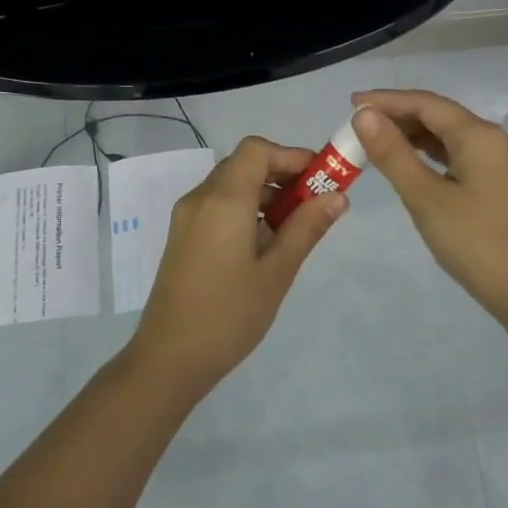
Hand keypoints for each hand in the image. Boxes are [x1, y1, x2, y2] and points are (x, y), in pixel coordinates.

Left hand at [127, 136, 346, 397]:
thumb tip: (338, 196)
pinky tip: (264, 243)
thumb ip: (306, 228)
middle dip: (282, 174)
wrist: (169, 358)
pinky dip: (245, 208)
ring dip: (265, 193)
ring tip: (294, 227)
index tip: (321, 179)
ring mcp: (187, 217)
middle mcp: (200, 198)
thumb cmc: (229, 315)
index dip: (291, 155)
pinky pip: (218, 205)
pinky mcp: (183, 236)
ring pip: (231, 185)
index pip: (257, 150)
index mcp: (223, 200)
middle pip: (244, 164)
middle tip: (314, 203)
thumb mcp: (276, 272)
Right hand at [350, 90, 507, 324]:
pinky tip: (409, 162)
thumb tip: (364, 115)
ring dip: (413, 135)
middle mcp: (494, 139)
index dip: (387, 100)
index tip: (350, 103)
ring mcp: (500, 162)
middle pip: (439, 115)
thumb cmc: (474, 242)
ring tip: (376, 141)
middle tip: (357, 125)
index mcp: (480, 135)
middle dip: (398, 116)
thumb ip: (393, 154)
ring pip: (449, 135)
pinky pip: (458, 154)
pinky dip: (430, 153)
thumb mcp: (425, 197)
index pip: (426, 103)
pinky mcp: (499, 183)